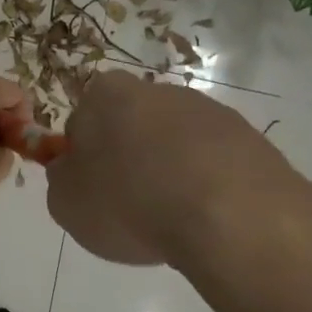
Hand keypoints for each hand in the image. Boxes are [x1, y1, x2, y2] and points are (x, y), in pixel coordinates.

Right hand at [47, 71, 311, 283]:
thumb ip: (61, 181)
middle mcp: (159, 90)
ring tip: (172, 221)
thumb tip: (72, 172)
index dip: (83, 157)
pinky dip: (206, 187)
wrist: (230, 217)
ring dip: (170, 174)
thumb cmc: (130, 202)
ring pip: (175, 145)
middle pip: (131, 127)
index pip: (82, 120)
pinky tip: (206, 220)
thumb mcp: (66, 204)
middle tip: (129, 208)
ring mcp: (209, 111)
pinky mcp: (250, 139)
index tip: (92, 190)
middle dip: (128, 161)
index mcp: (107, 94)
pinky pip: (214, 165)